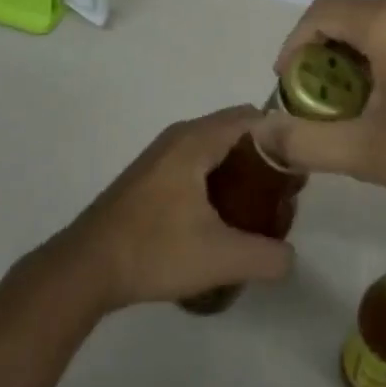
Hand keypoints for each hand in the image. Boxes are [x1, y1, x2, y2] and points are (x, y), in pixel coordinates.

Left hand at [51, 107, 294, 311]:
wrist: (85, 268)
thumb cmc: (154, 250)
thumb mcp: (220, 258)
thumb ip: (266, 256)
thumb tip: (291, 258)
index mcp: (196, 140)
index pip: (252, 117)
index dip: (282, 137)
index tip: (301, 168)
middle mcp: (180, 137)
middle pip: (235, 132)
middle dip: (264, 157)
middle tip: (284, 195)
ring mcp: (161, 156)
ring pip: (214, 149)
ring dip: (240, 170)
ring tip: (259, 209)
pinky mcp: (150, 177)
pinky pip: (196, 163)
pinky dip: (217, 179)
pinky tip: (223, 218)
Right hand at [256, 0, 385, 208]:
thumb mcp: (367, 153)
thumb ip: (306, 142)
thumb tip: (260, 132)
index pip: (318, 14)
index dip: (293, 47)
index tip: (288, 88)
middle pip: (346, 14)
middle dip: (321, 54)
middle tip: (316, 102)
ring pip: (374, 21)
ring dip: (351, 55)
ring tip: (349, 104)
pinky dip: (380, 52)